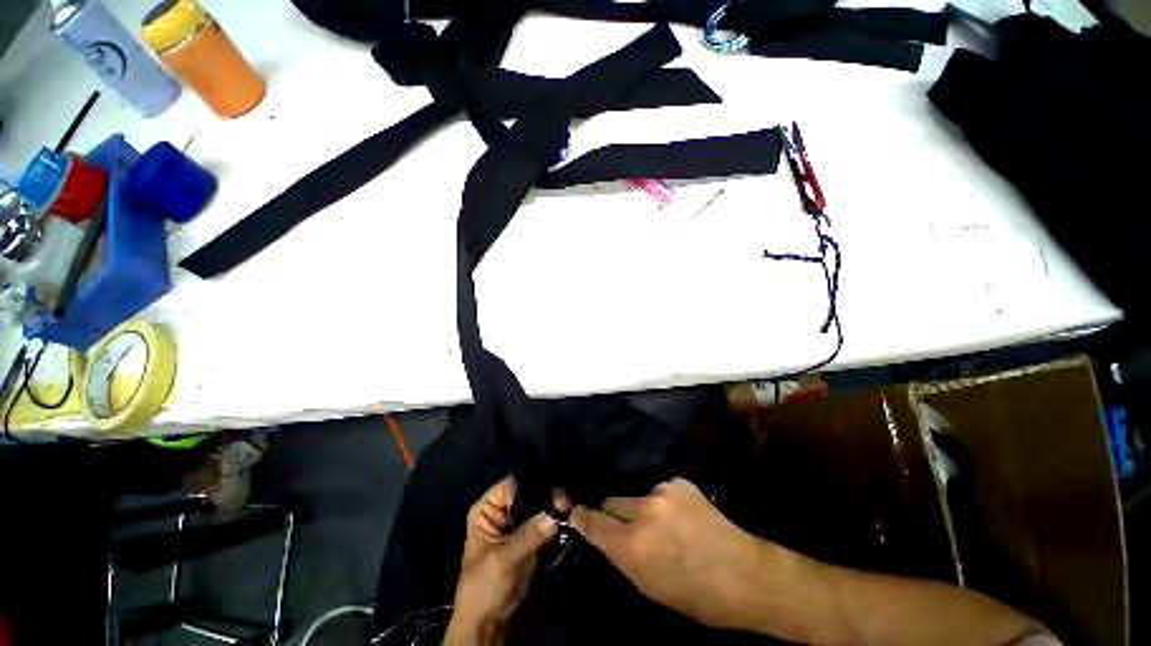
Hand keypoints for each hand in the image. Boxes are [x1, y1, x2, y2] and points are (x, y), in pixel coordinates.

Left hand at [444, 476, 568, 645]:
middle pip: (529, 493)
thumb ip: (527, 535)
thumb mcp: (503, 559)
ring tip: (569, 512)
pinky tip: (568, 520)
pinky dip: (556, 521)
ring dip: (554, 508)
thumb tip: (552, 516)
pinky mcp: (531, 535)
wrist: (488, 620)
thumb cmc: (484, 586)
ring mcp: (518, 522)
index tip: (551, 492)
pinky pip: (545, 521)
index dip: (531, 485)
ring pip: (539, 506)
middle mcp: (503, 510)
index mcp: (488, 509)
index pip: (512, 485)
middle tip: (565, 504)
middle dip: (547, 497)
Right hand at [570, 477, 782, 631]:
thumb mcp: (650, 588)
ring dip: (643, 509)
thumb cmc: (696, 596)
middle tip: (629, 527)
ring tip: (666, 525)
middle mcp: (643, 511)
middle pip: (612, 501)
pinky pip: (660, 490)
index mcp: (632, 545)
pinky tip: (684, 516)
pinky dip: (665, 502)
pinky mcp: (679, 482)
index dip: (582, 517)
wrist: (745, 574)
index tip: (576, 512)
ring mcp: (663, 492)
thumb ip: (623, 557)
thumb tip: (606, 536)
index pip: (593, 522)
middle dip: (615, 514)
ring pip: (637, 495)